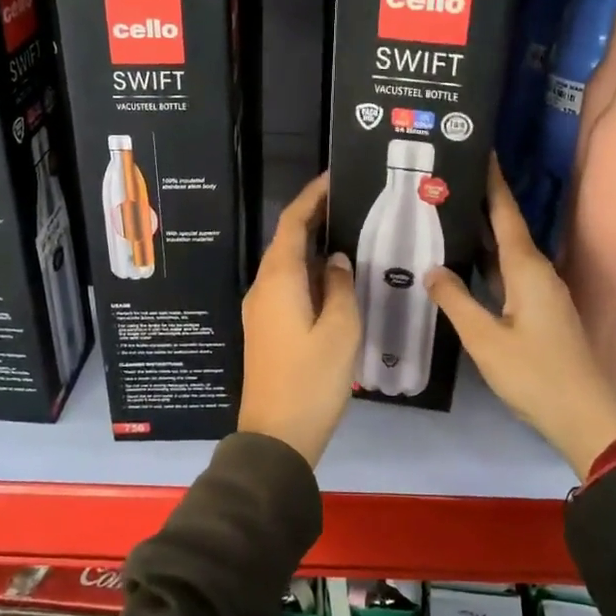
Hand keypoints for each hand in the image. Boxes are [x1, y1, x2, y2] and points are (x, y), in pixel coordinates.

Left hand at [239, 173, 361, 467]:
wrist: (276, 437)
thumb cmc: (311, 380)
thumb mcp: (340, 331)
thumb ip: (340, 287)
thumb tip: (336, 259)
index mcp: (279, 280)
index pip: (293, 223)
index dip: (312, 197)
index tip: (335, 178)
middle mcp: (263, 287)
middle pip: (288, 241)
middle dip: (316, 219)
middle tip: (353, 206)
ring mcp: (261, 309)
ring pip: (289, 266)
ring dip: (315, 249)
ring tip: (352, 238)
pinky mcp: (267, 329)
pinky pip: (288, 287)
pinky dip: (311, 274)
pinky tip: (337, 281)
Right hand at [427, 160, 615, 478]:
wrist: (585, 416)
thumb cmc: (535, 374)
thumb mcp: (485, 339)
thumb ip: (455, 301)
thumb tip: (431, 269)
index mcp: (527, 269)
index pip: (505, 213)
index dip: (492, 182)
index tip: (480, 150)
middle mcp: (537, 272)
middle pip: (505, 227)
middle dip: (479, 203)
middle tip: (443, 183)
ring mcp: (541, 292)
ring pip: (506, 252)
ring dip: (480, 234)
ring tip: (446, 216)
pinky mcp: (539, 311)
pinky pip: (508, 274)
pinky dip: (486, 262)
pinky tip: (464, 265)